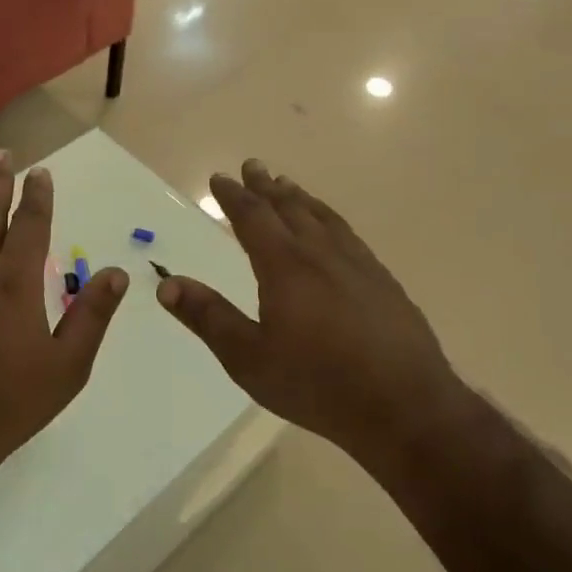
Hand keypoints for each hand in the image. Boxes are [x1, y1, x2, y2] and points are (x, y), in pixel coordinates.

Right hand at [157, 160, 458, 459]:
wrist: (405, 406)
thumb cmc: (317, 383)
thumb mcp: (249, 358)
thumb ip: (208, 317)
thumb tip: (167, 284)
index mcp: (285, 266)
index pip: (253, 218)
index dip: (234, 196)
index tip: (220, 178)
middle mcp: (321, 254)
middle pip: (289, 208)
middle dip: (266, 186)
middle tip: (253, 165)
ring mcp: (358, 265)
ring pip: (323, 218)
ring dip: (300, 198)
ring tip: (288, 186)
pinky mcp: (384, 282)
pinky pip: (349, 235)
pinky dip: (331, 220)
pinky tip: (334, 231)